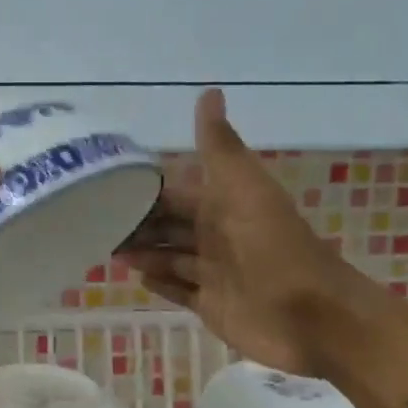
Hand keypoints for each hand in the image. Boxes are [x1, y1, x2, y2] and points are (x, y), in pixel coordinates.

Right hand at [119, 89, 343, 377]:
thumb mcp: (246, 189)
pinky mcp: (213, 306)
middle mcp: (217, 236)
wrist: (314, 316)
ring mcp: (215, 273)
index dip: (145, 191)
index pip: (175, 193)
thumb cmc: (276, 249)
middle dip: (137, 224)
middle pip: (169, 226)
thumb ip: (221, 148)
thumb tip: (209, 91)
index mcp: (224, 205)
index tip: (105, 187)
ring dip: (142, 253)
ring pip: (169, 257)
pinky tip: (136, 278)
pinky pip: (179, 291)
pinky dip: (160, 284)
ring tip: (107, 249)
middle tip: (94, 223)